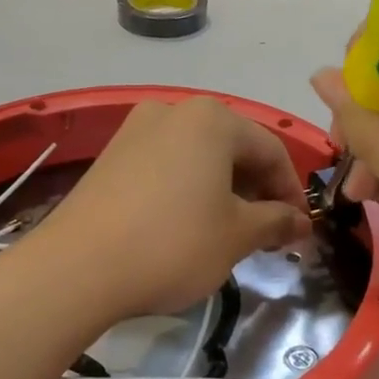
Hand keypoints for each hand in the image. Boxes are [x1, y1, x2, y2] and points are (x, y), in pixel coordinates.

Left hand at [36, 97, 310, 321]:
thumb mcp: (237, 236)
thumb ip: (277, 222)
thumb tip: (301, 222)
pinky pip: (167, 165)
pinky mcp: (111, 156)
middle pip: (233, 148)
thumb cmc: (173, 244)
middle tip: (268, 233)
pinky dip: (189, 189)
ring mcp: (136, 130)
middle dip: (257, 190)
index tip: (299, 228)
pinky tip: (188, 224)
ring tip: (230, 232)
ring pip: (199, 157)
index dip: (291, 191)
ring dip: (224, 191)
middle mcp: (174, 111)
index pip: (270, 150)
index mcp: (212, 119)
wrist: (77, 267)